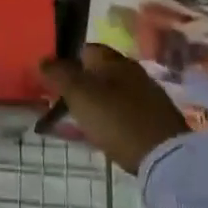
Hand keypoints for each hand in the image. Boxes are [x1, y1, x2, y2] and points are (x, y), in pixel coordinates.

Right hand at [40, 44, 189, 175]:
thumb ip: (58, 74)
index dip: (66, 60)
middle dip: (78, 84)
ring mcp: (145, 97)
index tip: (50, 78)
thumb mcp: (79, 94)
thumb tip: (43, 59)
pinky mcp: (153, 121)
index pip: (85, 49)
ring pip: (109, 94)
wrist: (165, 157)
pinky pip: (121, 114)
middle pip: (98, 72)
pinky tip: (97, 134)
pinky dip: (106, 120)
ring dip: (92, 103)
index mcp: (114, 60)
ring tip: (74, 121)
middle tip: (58, 101)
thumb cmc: (116, 119)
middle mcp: (132, 72)